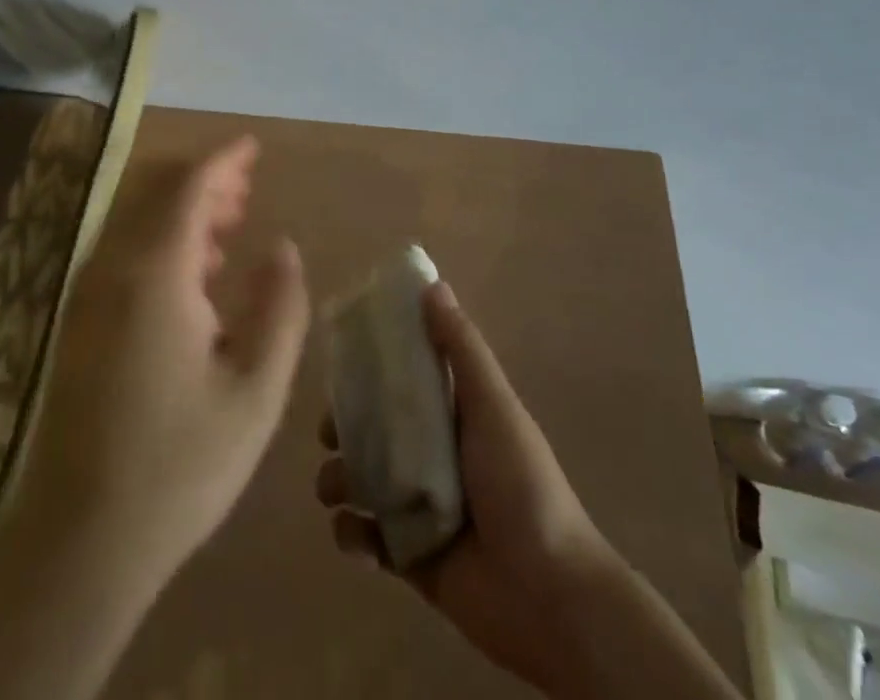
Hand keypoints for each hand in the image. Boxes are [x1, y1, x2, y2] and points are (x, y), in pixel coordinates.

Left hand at [14, 135, 309, 593]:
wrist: (78, 542)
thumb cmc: (179, 466)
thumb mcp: (256, 391)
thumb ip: (280, 308)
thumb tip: (283, 247)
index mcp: (156, 273)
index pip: (189, 184)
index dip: (225, 158)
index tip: (255, 146)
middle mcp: (113, 267)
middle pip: (156, 188)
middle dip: (204, 177)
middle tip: (248, 187)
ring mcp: (87, 292)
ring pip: (136, 216)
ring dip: (182, 205)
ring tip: (230, 224)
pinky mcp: (79, 318)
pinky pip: (122, 248)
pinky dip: (160, 235)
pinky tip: (194, 271)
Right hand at [316, 280, 615, 695]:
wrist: (549, 597)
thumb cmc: (521, 485)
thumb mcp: (493, 406)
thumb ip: (461, 348)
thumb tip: (432, 284)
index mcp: (449, 415)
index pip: (398, 380)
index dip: (366, 370)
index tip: (337, 363)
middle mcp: (429, 455)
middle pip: (370, 430)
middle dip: (342, 429)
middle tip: (330, 434)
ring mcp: (416, 507)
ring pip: (359, 481)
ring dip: (338, 481)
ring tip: (337, 490)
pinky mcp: (408, 557)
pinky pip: (364, 539)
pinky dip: (351, 535)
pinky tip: (357, 536)